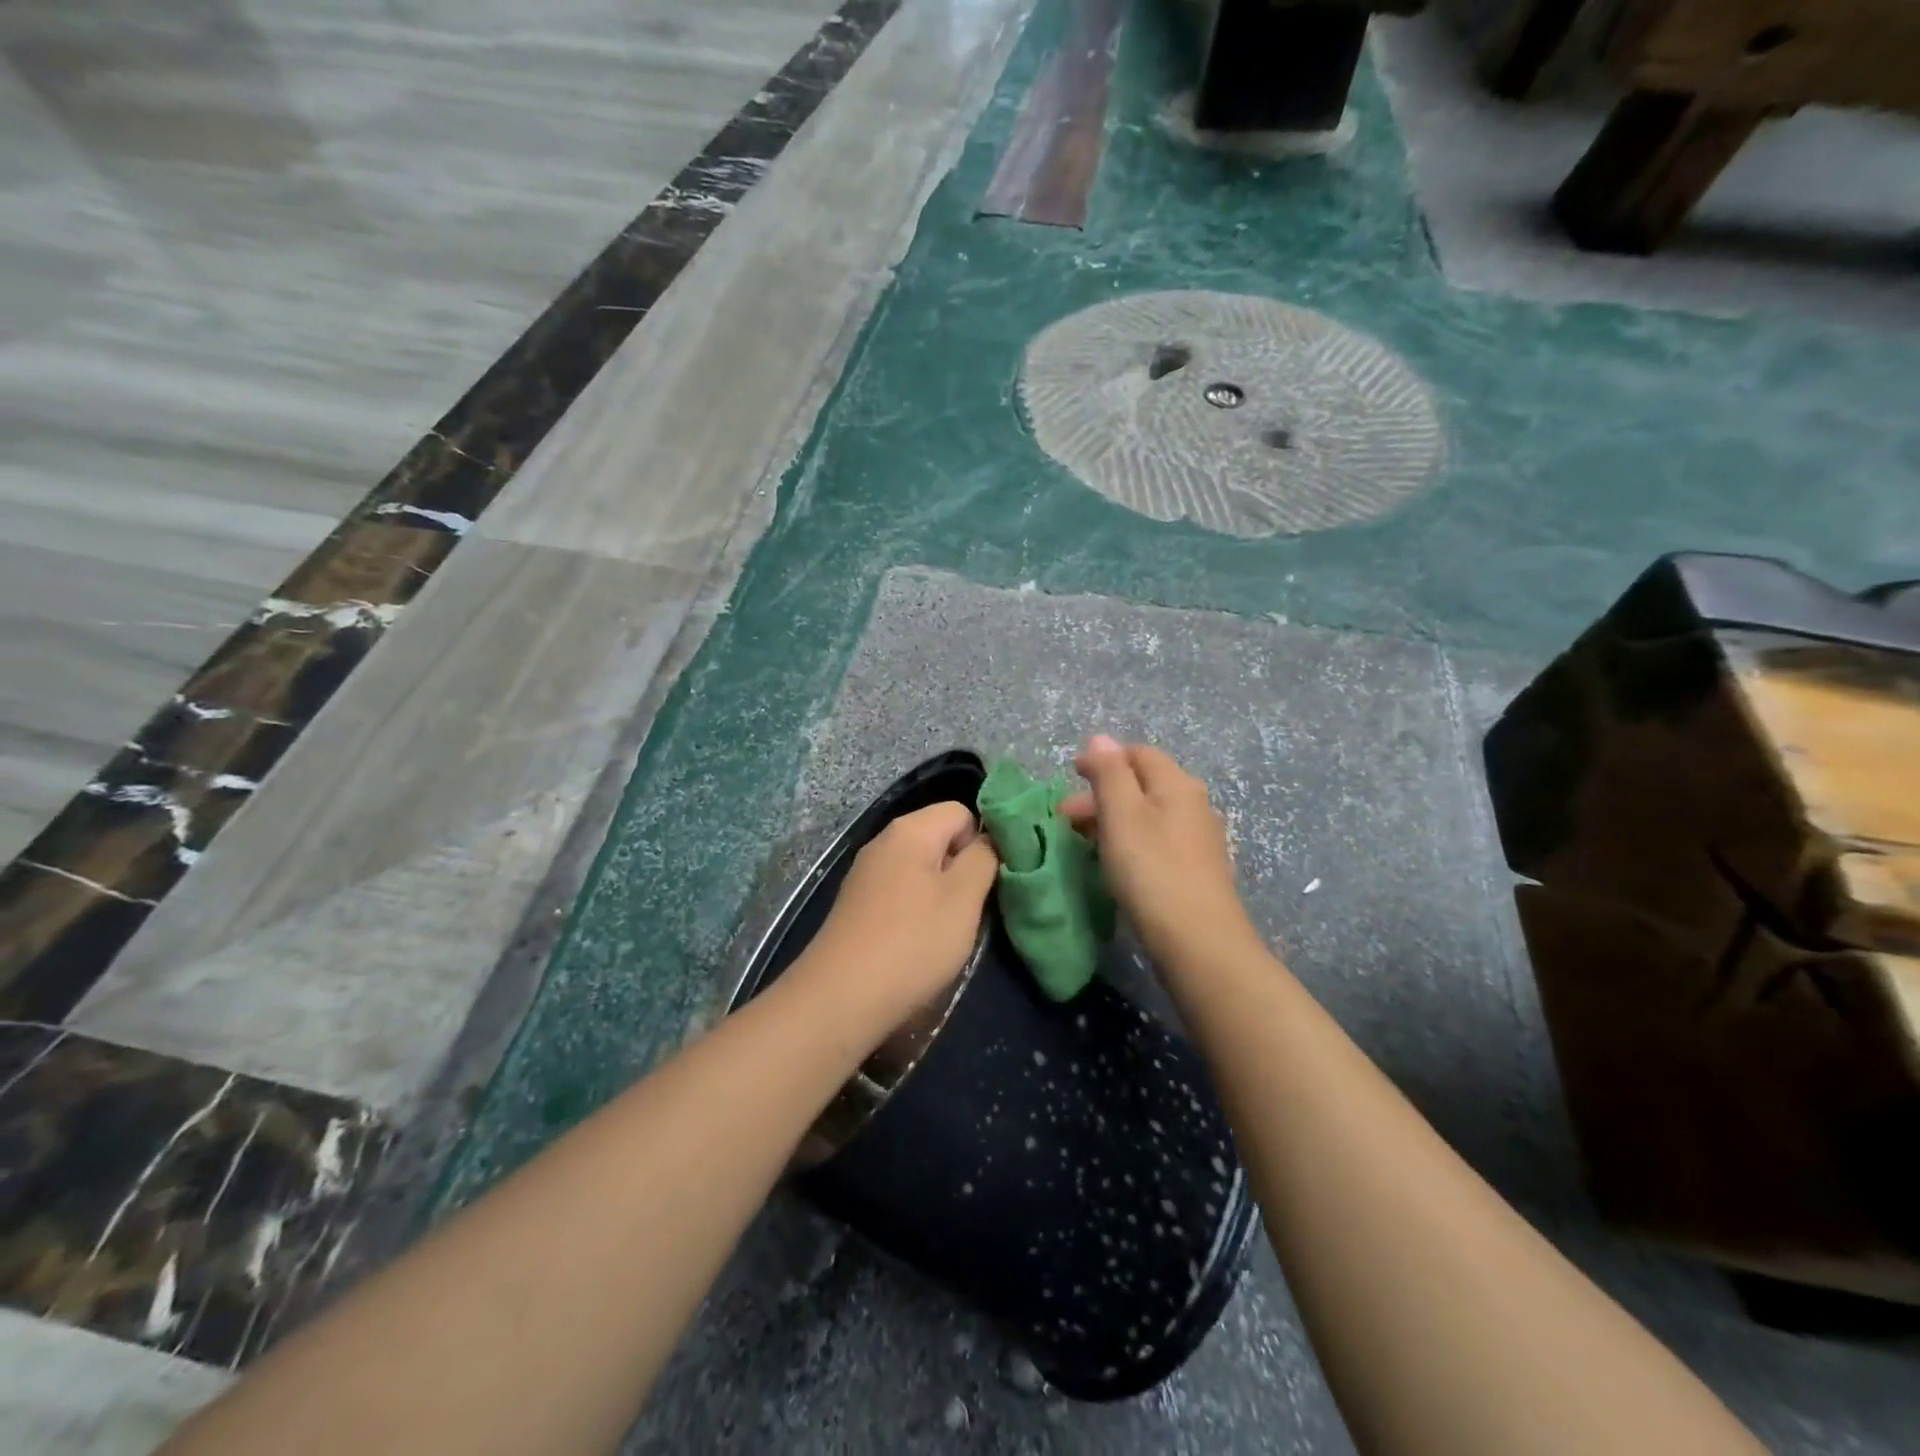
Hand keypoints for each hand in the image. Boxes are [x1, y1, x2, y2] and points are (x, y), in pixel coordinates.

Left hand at [795, 801, 999, 1035]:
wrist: (841, 997)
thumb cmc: (913, 942)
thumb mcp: (964, 898)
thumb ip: (983, 859)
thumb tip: (986, 840)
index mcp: (910, 829)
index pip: (962, 812)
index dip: (981, 842)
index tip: (988, 882)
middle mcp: (883, 841)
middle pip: (939, 838)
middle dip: (961, 869)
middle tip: (971, 909)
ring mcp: (866, 873)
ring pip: (920, 868)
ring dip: (940, 894)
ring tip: (946, 930)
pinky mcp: (856, 903)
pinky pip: (900, 891)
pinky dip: (915, 910)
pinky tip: (916, 943)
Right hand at [1059, 736, 1256, 966]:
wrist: (1199, 941)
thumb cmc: (1152, 870)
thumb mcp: (1121, 814)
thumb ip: (1109, 773)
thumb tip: (1100, 738)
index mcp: (1177, 783)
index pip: (1138, 754)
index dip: (1102, 760)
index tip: (1070, 777)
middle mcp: (1194, 803)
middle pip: (1143, 784)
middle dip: (1102, 793)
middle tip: (1066, 818)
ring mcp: (1199, 838)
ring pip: (1149, 814)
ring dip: (1113, 819)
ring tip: (1083, 842)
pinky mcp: (1197, 869)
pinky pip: (1157, 840)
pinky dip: (1131, 841)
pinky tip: (1115, 863)